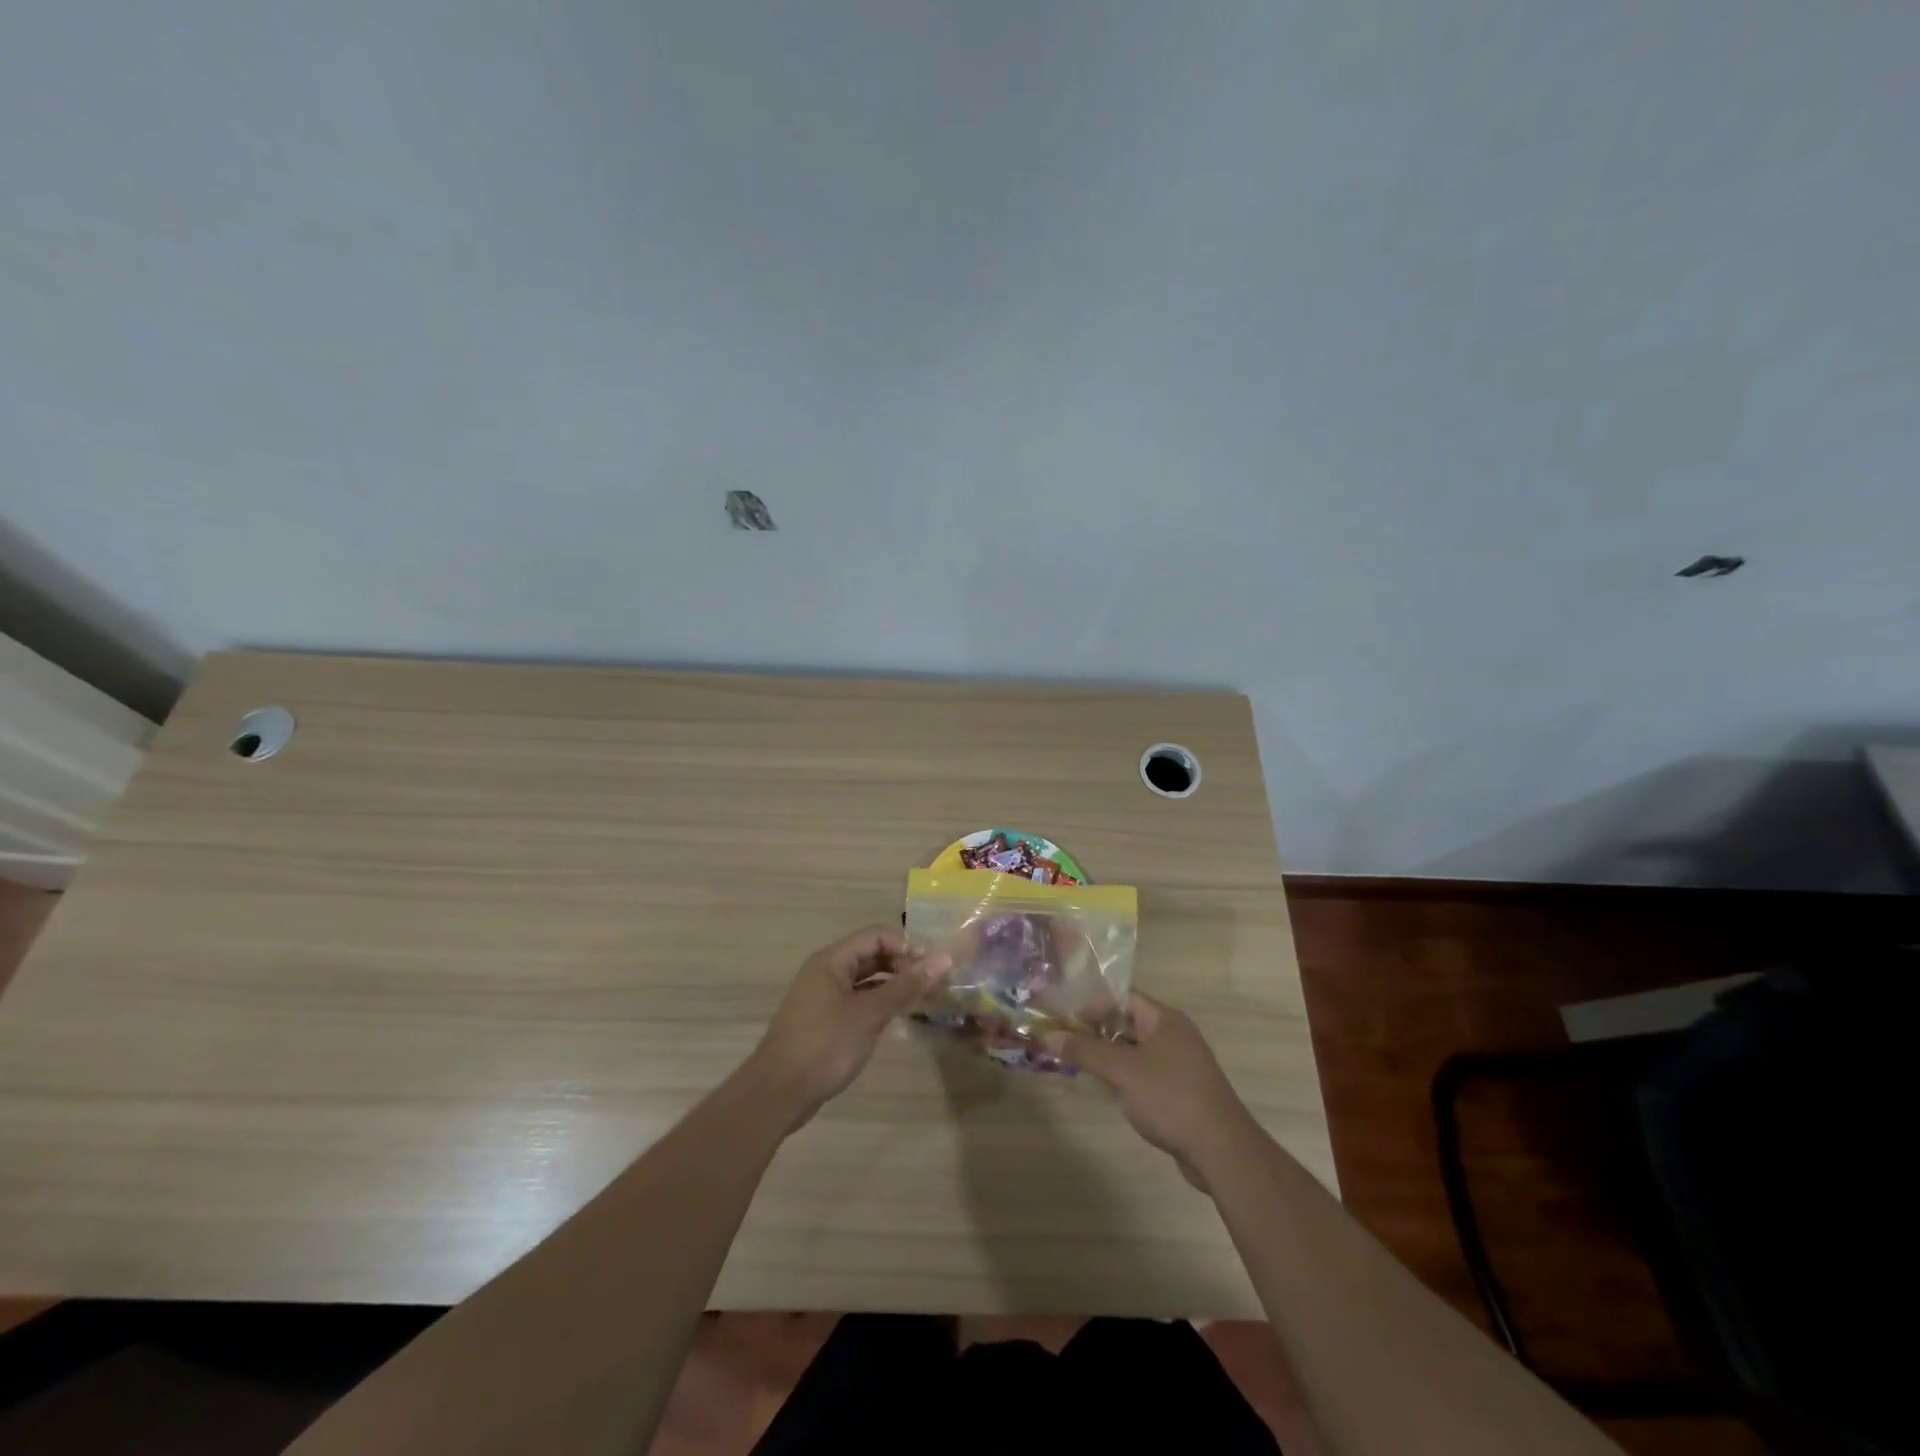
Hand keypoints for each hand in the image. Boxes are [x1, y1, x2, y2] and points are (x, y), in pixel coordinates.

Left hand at [745, 925, 951, 1130]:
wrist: (778, 1094)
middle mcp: (826, 972)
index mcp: (832, 960)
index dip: (906, 946)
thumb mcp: (869, 1014)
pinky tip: (897, 1020)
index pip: (877, 936)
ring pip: (866, 980)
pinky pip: (858, 1001)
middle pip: (871, 955)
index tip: (932, 968)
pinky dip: (879, 1005)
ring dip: (892, 986)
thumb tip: (944, 958)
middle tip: (931, 986)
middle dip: (902, 966)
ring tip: (921, 1002)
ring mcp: (824, 997)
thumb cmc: (824, 1045)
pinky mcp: (825, 1021)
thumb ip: (906, 986)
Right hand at [1043, 993, 1258, 1187]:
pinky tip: (1108, 1089)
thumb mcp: (1121, 1071)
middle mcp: (1175, 1034)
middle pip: (1128, 1023)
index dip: (1092, 1003)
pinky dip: (1126, 1076)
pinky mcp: (1182, 1090)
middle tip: (1064, 1038)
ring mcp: (1181, 1063)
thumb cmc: (1169, 1097)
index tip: (1064, 1015)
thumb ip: (1084, 1051)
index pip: (1123, 998)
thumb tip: (1047, 1035)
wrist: (1221, 1149)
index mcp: (1164, 1019)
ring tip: (1077, 1062)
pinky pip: (1147, 1073)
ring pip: (1137, 1050)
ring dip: (1110, 1055)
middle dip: (1097, 1031)